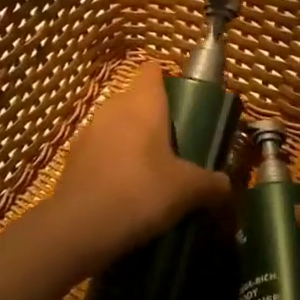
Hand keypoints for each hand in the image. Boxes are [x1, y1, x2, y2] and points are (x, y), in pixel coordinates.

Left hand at [34, 61, 230, 276]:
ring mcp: (88, 133)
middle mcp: (113, 108)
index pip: (153, 71)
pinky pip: (100, 153)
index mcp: (143, 103)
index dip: (168, 82)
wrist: (80, 228)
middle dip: (153, 119)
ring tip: (152, 173)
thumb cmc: (141, 192)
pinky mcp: (73, 160)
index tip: (184, 106)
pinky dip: (113, 165)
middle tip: (176, 147)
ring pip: (115, 127)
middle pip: (135, 100)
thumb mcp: (189, 190)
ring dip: (131, 143)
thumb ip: (212, 184)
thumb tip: (226, 186)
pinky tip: (126, 192)